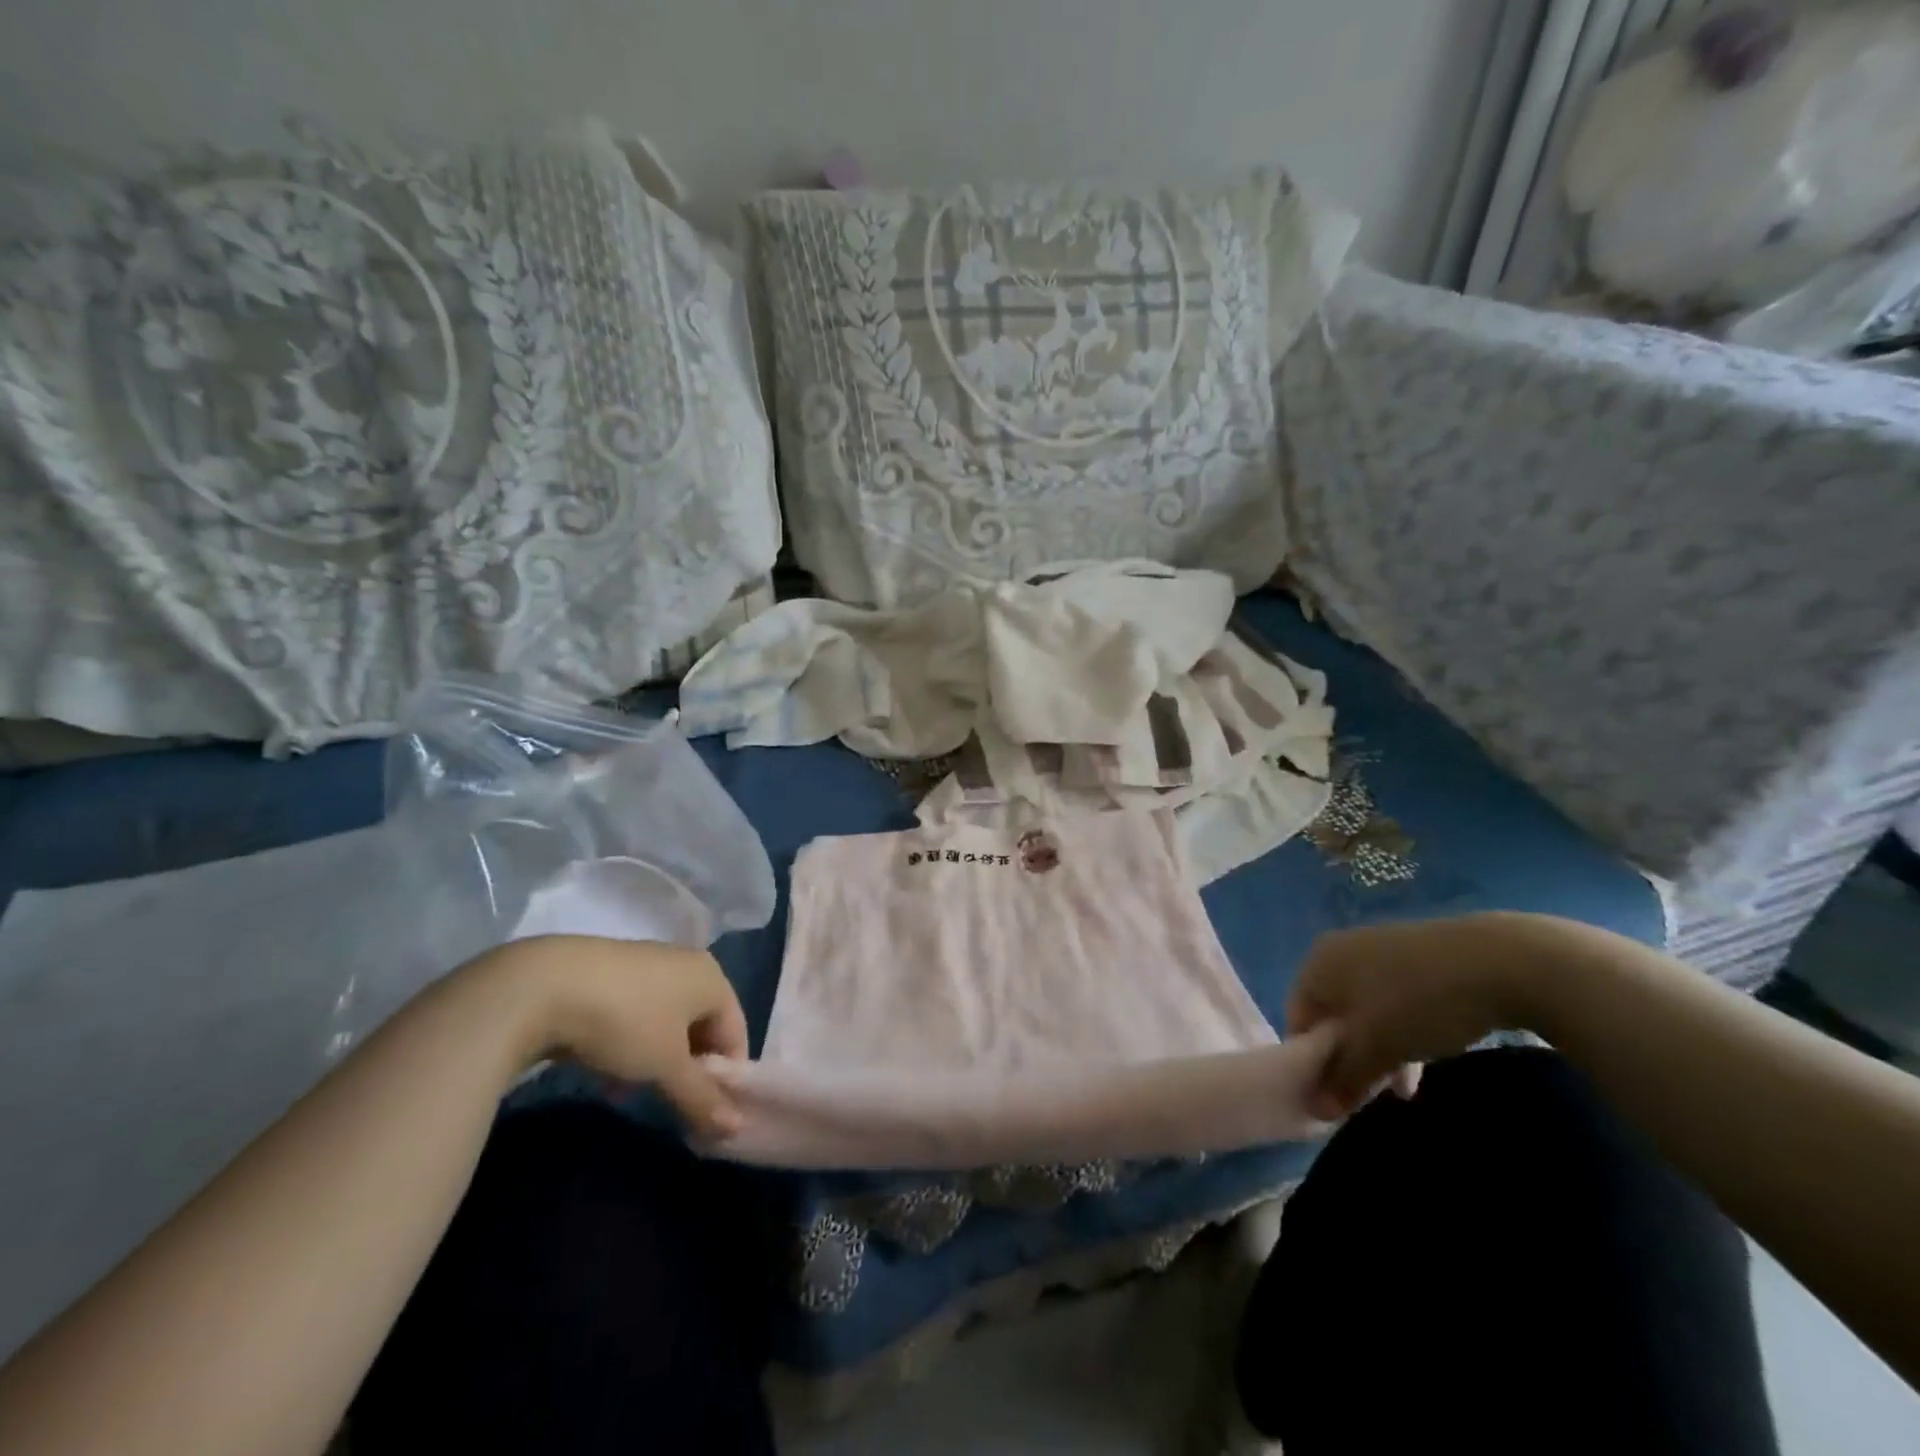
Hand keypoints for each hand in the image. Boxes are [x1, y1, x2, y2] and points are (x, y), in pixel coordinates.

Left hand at [491, 936, 750, 1139]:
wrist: (542, 987)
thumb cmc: (625, 1023)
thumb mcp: (666, 1067)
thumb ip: (702, 1098)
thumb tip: (735, 1128)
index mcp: (712, 978)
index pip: (736, 1033)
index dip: (726, 1077)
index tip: (706, 1113)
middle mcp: (686, 964)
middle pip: (702, 1027)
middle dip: (689, 1069)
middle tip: (672, 1104)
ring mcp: (647, 964)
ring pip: (667, 1023)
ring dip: (658, 1060)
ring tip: (635, 1090)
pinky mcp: (611, 972)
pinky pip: (637, 1014)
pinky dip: (631, 1044)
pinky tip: (607, 1070)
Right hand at [1287, 914, 1541, 1119]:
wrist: (1498, 961)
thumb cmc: (1417, 1002)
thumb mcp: (1377, 1048)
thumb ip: (1343, 1079)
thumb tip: (1315, 1109)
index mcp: (1317, 963)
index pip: (1298, 1019)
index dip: (1313, 1061)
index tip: (1338, 1094)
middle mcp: (1339, 950)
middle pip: (1333, 1015)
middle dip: (1351, 1058)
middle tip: (1375, 1092)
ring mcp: (1377, 948)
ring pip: (1366, 1010)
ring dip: (1380, 1050)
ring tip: (1407, 1085)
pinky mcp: (1414, 954)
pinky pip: (1393, 998)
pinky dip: (1402, 1028)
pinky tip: (1429, 1051)